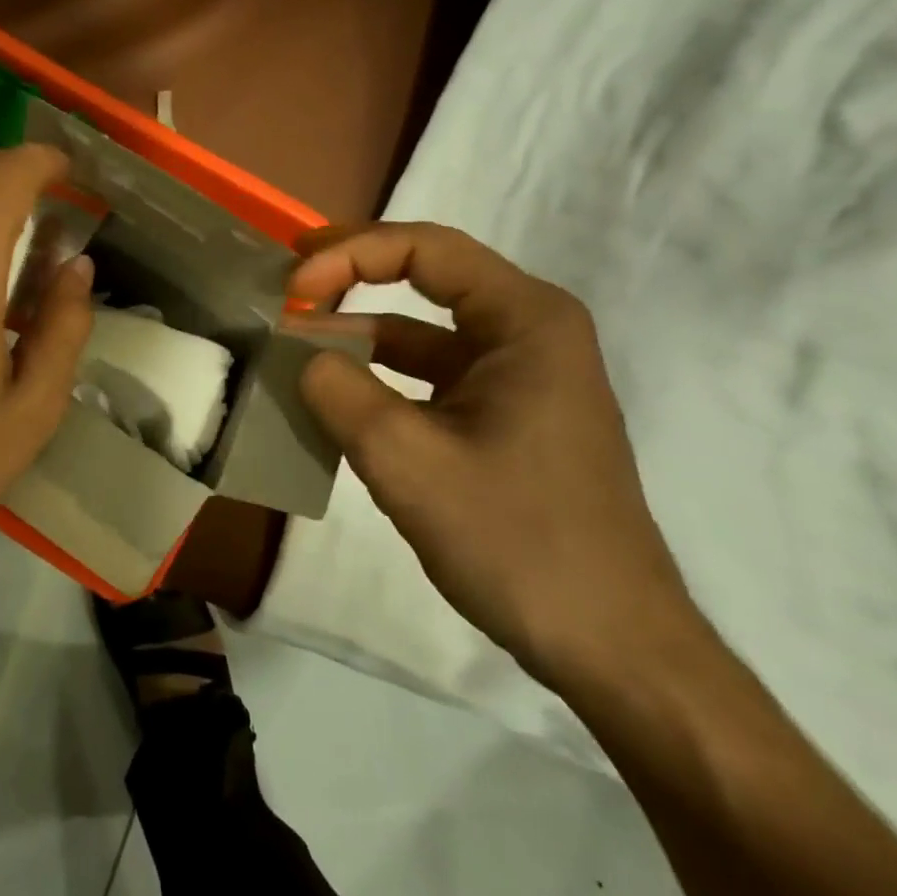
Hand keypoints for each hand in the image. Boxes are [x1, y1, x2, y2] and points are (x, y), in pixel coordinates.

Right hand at [292, 223, 698, 689]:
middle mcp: (529, 333)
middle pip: (426, 278)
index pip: (425, 249)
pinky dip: (378, 379)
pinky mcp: (504, 418)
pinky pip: (429, 379)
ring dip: (357, 335)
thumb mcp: (409, 462)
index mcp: (526, 320)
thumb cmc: (518, 540)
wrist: (610, 646)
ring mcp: (518, 378)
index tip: (293, 288)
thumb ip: (341, 393)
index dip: (349, 256)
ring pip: (423, 333)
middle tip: (286, 283)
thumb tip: (301, 357)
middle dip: (351, 277)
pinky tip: (333, 399)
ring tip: (293, 345)